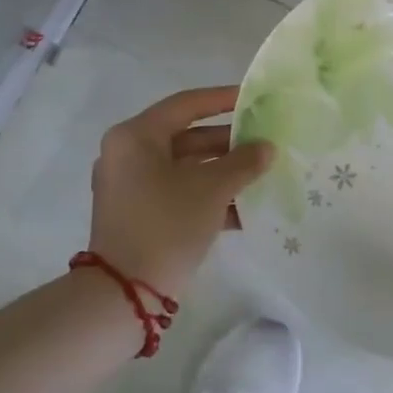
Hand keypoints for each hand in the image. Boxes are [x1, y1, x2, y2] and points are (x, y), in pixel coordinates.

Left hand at [87, 86, 273, 297]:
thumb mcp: (212, 189)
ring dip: (222, 171)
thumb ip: (243, 162)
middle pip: (186, 137)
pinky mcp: (138, 214)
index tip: (254, 99)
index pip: (186, 105)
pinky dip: (207, 195)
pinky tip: (243, 209)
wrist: (125, 293)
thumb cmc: (167, 224)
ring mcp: (130, 186)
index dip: (223, 99)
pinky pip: (178, 192)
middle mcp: (127, 155)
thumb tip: (266, 148)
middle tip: (264, 143)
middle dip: (228, 142)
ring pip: (185, 167)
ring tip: (260, 175)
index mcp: (136, 137)